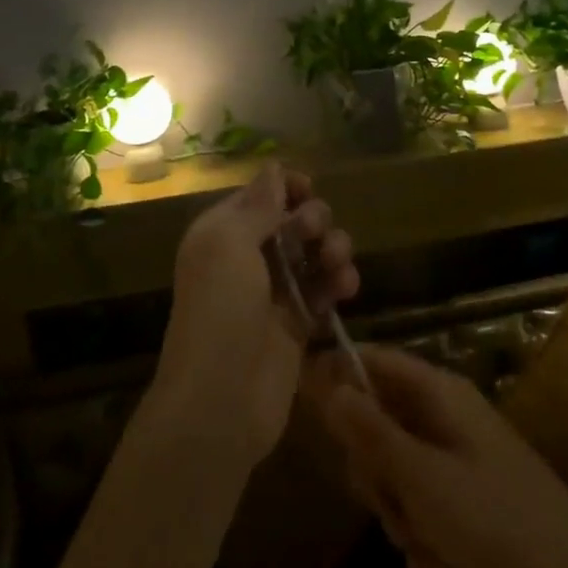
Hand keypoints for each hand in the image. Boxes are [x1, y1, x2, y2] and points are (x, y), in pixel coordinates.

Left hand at [152, 163, 358, 469]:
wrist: (220, 401)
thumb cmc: (219, 311)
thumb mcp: (229, 245)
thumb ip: (257, 206)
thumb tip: (274, 167)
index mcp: (222, 234)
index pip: (259, 196)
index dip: (286, 188)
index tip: (308, 189)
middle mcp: (246, 258)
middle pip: (292, 222)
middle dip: (312, 219)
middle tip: (315, 233)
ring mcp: (274, 293)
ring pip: (313, 254)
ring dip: (332, 249)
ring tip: (337, 264)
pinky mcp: (297, 325)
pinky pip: (324, 290)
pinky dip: (339, 283)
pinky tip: (347, 287)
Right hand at [312, 345, 567, 567]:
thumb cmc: (495, 522)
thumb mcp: (421, 478)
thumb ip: (370, 432)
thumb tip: (328, 383)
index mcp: (439, 393)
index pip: (374, 361)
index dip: (339, 378)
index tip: (310, 413)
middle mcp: (449, 416)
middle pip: (381, 424)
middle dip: (378, 474)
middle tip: (391, 505)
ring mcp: (462, 458)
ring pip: (401, 474)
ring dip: (404, 518)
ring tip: (429, 550)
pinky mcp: (474, 499)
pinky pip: (427, 508)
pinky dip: (429, 541)